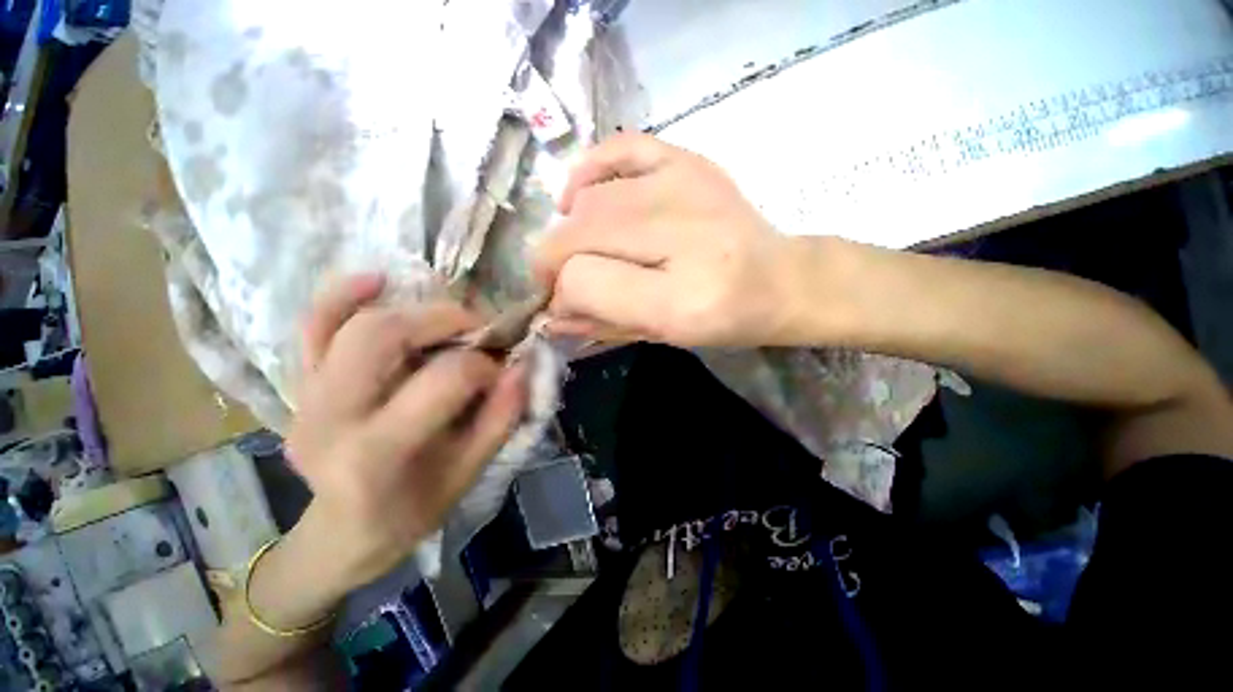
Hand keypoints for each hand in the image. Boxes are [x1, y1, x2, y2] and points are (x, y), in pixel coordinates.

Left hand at [285, 275, 526, 589]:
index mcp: (377, 453)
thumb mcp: (470, 472)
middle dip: (446, 319)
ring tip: (450, 317)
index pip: (444, 378)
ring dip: (412, 308)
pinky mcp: (299, 385)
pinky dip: (342, 296)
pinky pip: (312, 327)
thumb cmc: (413, 509)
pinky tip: (377, 280)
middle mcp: (330, 417)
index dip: (484, 365)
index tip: (502, 371)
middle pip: (384, 335)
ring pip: (353, 323)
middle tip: (480, 330)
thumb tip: (523, 364)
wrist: (343, 531)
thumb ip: (501, 417)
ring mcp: (305, 397)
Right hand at [533, 133, 813, 346]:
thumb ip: (602, 324)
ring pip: (591, 200)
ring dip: (569, 229)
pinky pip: (619, 148)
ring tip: (576, 249)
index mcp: (682, 300)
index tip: (561, 305)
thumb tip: (550, 314)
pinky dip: (588, 171)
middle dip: (554, 262)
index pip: (584, 282)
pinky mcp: (690, 161)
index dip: (562, 295)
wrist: (782, 280)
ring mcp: (688, 186)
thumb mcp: (662, 336)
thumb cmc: (724, 320)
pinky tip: (580, 199)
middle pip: (580, 234)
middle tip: (557, 279)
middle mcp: (684, 235)